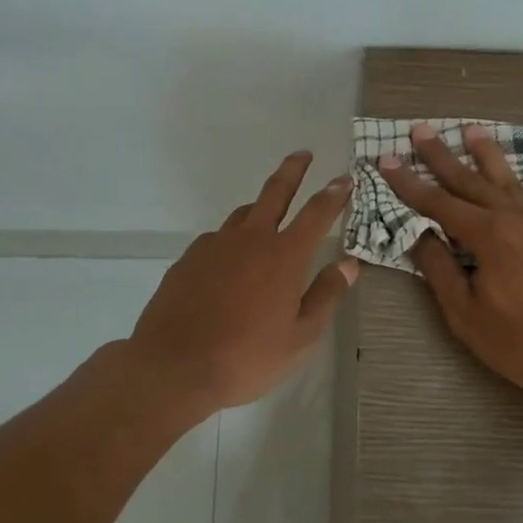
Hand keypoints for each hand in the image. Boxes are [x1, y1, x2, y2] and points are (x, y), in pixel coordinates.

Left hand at [128, 152, 359, 413]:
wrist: (174, 368)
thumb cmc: (246, 357)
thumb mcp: (301, 337)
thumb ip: (327, 295)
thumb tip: (348, 264)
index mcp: (284, 256)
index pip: (317, 213)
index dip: (333, 193)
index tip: (344, 178)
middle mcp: (250, 240)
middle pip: (275, 193)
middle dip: (292, 170)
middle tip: (302, 154)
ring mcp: (214, 246)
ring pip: (243, 215)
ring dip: (261, 207)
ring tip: (269, 213)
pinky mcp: (188, 259)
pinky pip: (217, 239)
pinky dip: (232, 240)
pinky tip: (230, 261)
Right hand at [378, 124, 522, 405]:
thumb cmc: (521, 343)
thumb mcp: (466, 314)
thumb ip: (440, 270)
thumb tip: (418, 234)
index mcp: (488, 237)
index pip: (438, 204)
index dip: (409, 184)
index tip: (387, 160)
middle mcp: (516, 219)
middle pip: (471, 181)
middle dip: (442, 157)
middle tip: (421, 131)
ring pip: (511, 181)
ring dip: (489, 154)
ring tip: (472, 130)